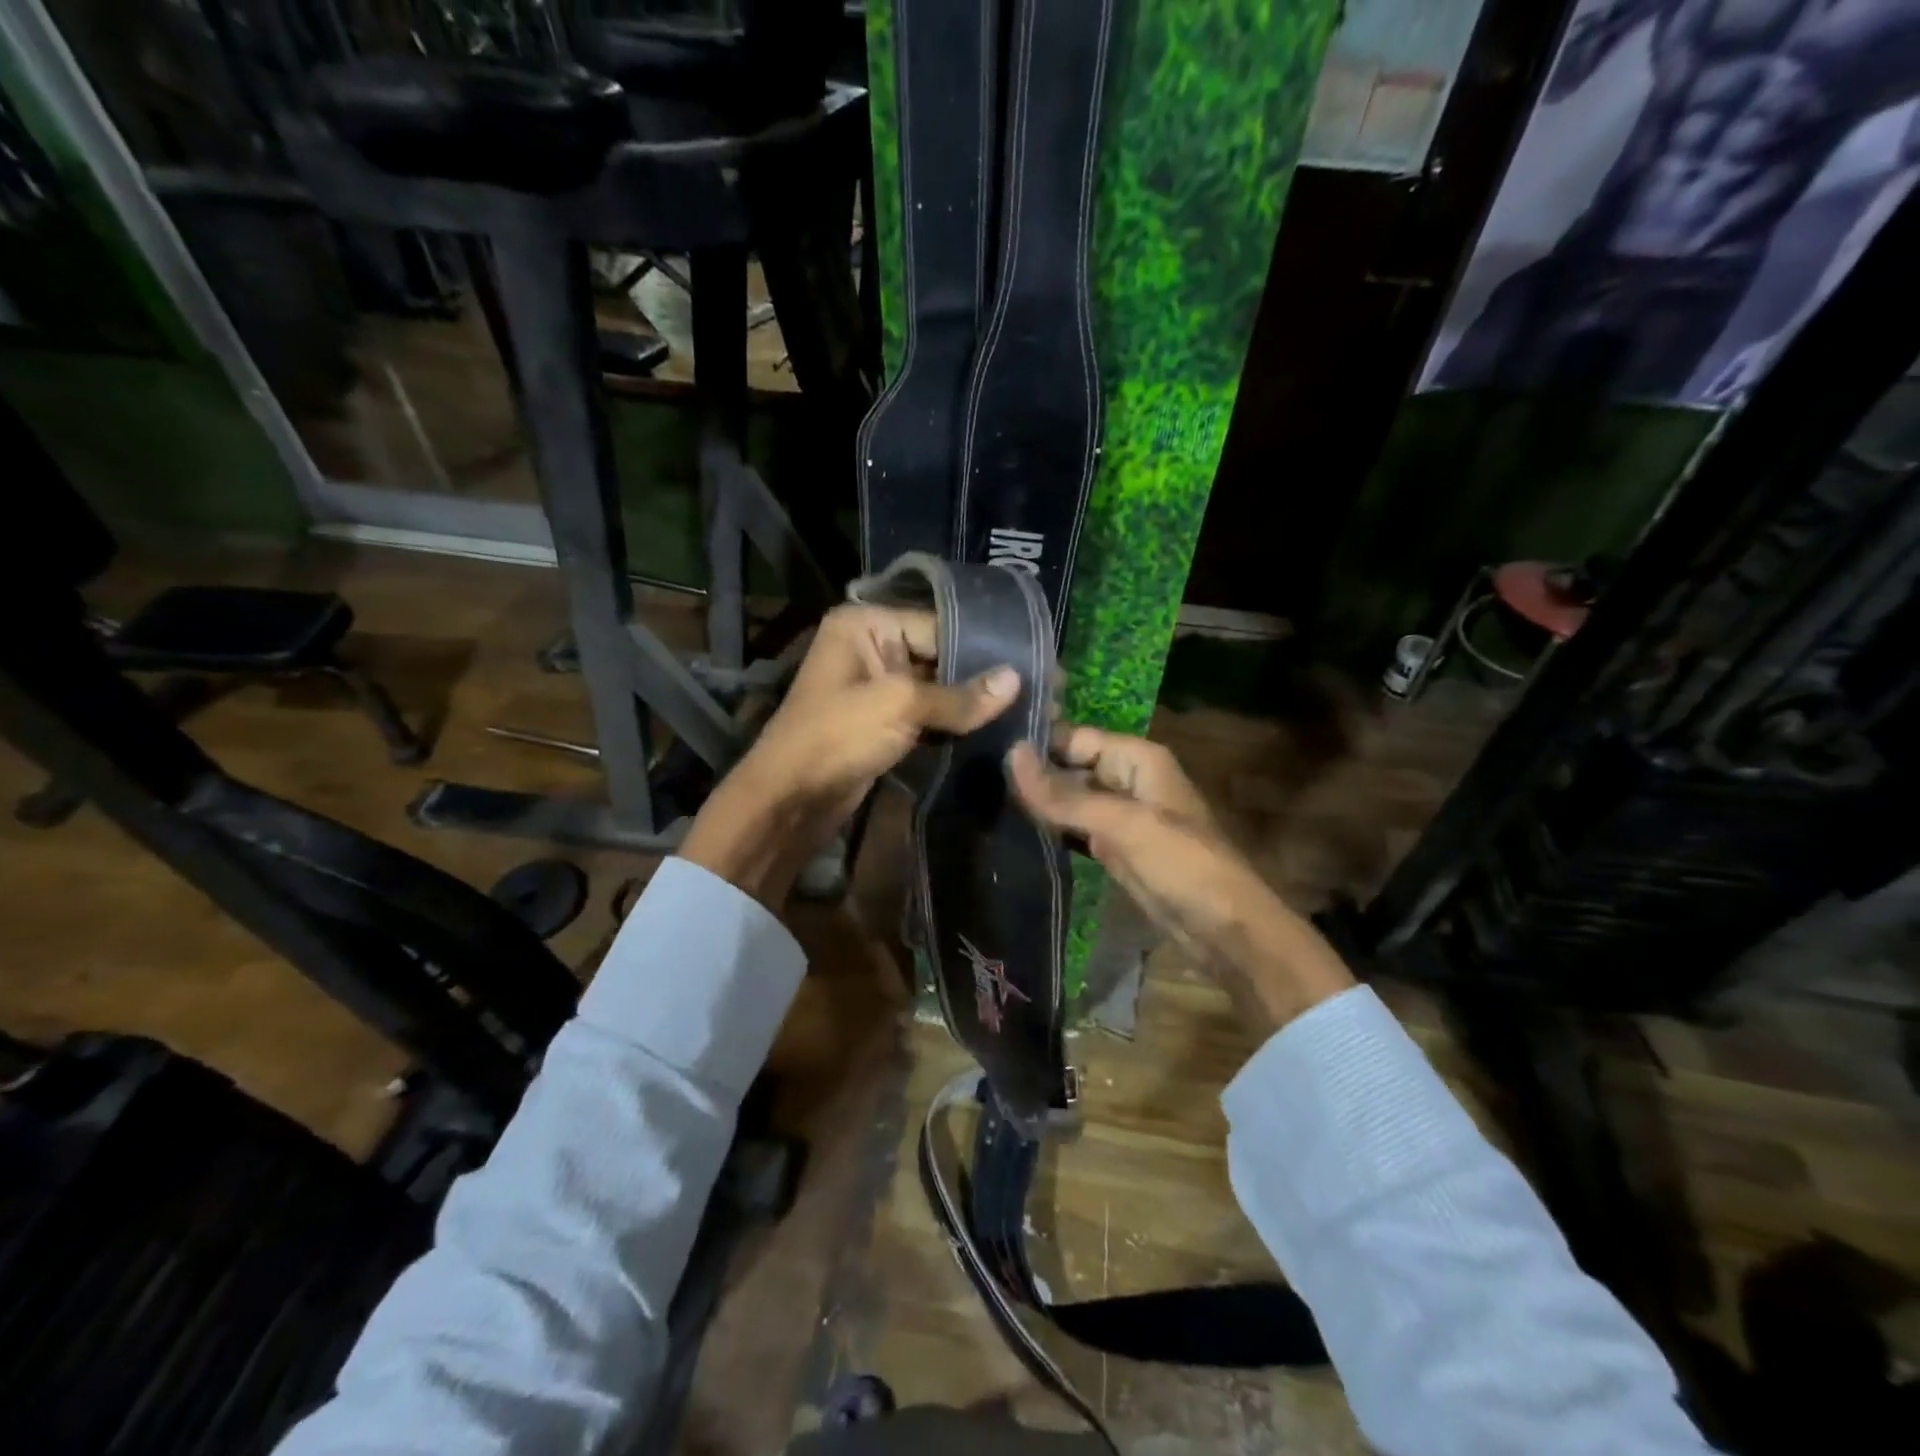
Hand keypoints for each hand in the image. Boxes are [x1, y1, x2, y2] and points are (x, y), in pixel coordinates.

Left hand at [680, 605, 1017, 908]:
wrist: (790, 799)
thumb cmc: (836, 737)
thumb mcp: (899, 706)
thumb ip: (959, 695)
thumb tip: (1016, 680)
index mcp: (866, 624)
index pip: (939, 625)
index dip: (986, 647)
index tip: (1037, 663)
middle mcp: (871, 646)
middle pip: (940, 654)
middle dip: (984, 676)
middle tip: (1042, 689)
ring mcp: (877, 686)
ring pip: (937, 687)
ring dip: (973, 702)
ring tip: (1028, 709)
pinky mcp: (884, 721)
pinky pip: (928, 714)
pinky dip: (956, 722)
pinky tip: (996, 728)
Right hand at [1007, 726, 1353, 1030]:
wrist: (1224, 929)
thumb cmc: (1180, 863)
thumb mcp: (1121, 823)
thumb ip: (1064, 793)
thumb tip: (1010, 754)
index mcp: (1137, 759)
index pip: (1075, 737)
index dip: (1036, 743)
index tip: (984, 749)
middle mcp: (1128, 779)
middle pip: (1071, 766)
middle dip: (1032, 774)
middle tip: (976, 779)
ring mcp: (1121, 816)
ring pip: (1071, 799)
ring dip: (1038, 803)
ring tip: (984, 801)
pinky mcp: (1115, 848)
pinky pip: (1076, 829)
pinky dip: (1051, 829)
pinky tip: (1015, 831)